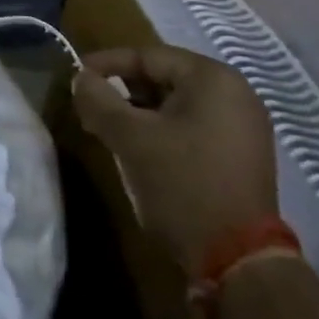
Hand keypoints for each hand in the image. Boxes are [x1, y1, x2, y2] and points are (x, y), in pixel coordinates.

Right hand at [72, 46, 278, 275]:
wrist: (238, 262)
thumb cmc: (182, 184)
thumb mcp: (130, 138)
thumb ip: (98, 100)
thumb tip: (80, 78)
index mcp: (213, 78)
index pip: (147, 56)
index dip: (106, 64)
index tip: (75, 78)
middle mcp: (235, 93)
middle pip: (163, 78)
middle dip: (122, 91)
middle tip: (90, 108)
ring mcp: (243, 127)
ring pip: (176, 105)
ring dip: (139, 114)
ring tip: (108, 131)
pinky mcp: (241, 156)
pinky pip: (192, 128)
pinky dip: (162, 132)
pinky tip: (139, 151)